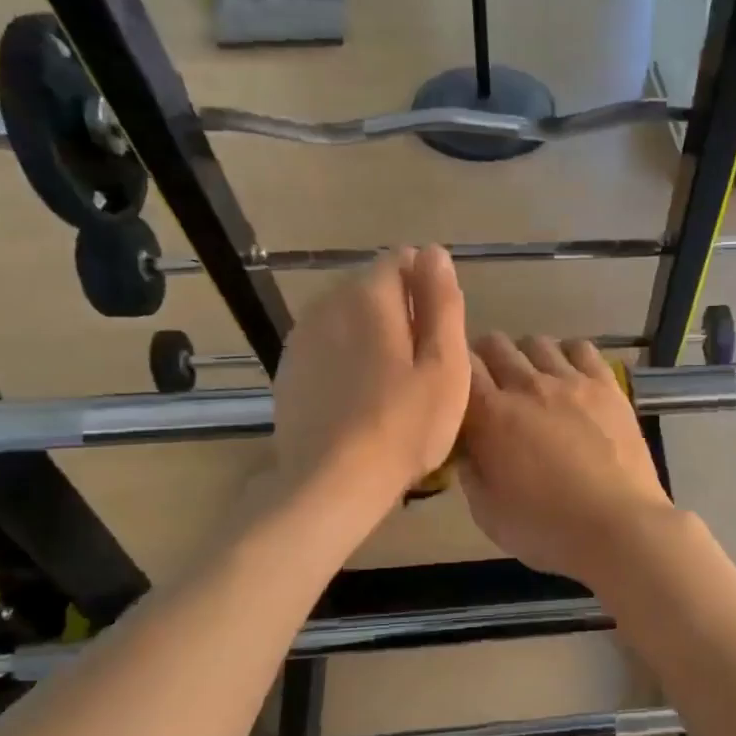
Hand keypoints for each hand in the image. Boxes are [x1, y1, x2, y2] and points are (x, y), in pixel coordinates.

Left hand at [265, 246, 469, 519]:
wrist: (333, 483)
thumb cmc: (405, 425)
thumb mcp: (445, 365)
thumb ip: (442, 303)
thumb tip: (435, 252)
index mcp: (369, 295)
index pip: (403, 259)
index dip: (430, 289)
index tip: (442, 334)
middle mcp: (327, 304)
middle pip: (374, 289)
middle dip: (402, 313)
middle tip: (424, 368)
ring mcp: (302, 338)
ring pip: (349, 319)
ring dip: (374, 337)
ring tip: (394, 387)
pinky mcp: (290, 371)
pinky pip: (329, 348)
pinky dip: (348, 360)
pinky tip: (362, 400)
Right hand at [458, 334, 674, 586]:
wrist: (618, 527)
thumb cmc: (547, 529)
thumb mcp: (487, 512)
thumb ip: (470, 471)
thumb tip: (468, 446)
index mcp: (491, 415)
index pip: (461, 367)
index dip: (456, 373)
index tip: (459, 390)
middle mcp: (527, 385)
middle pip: (496, 345)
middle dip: (486, 359)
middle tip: (492, 386)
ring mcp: (570, 381)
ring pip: (537, 342)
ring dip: (526, 356)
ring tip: (533, 381)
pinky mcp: (607, 386)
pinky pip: (581, 348)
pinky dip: (569, 355)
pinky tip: (571, 377)